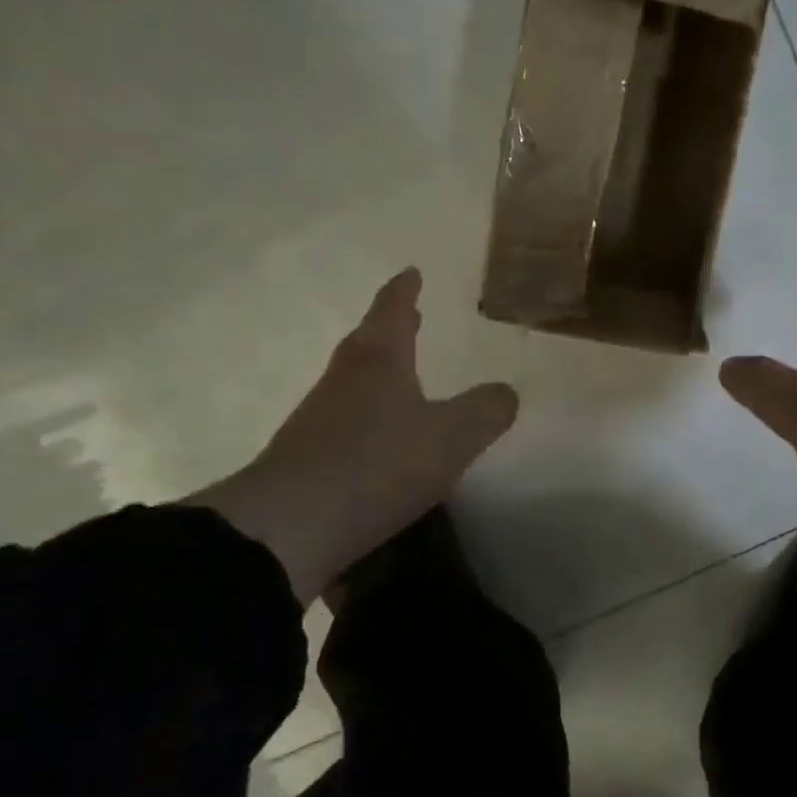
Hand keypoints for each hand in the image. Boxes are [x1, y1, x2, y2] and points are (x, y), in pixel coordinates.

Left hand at [193, 268, 517, 602]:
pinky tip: (376, 438)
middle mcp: (344, 381)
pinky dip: (364, 415)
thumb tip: (506, 392)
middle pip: (367, 342)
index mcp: (379, 363)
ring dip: (376, 371)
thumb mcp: (451, 438)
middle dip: (389, 327)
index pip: (392, 312)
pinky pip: (342, 420)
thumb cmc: (378, 465)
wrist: (291, 524)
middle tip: (408, 316)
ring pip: (352, 381)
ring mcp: (317, 418)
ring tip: (398, 376)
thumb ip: (485, 412)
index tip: (411, 272)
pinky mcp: (304, 456)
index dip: (404, 291)